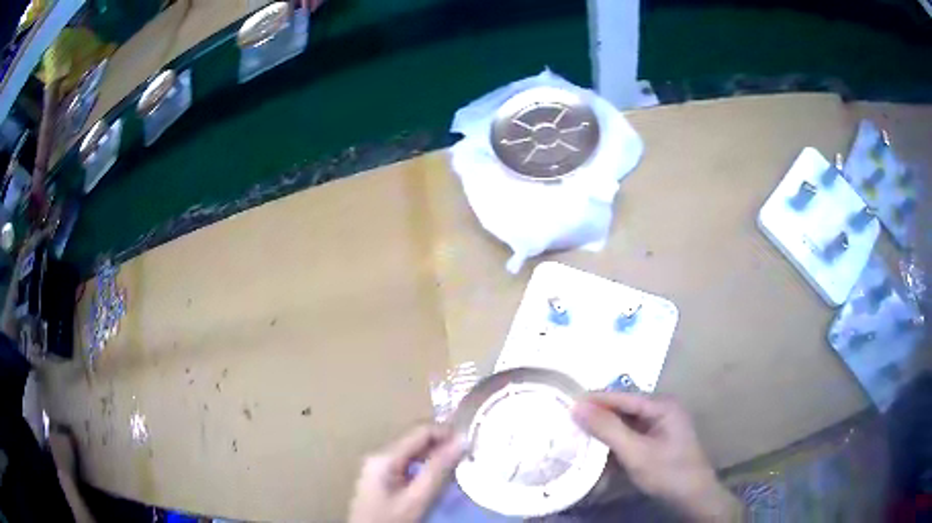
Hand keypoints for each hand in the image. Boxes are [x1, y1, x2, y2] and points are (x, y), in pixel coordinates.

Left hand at [349, 424, 464, 522]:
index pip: (420, 430)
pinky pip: (407, 463)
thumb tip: (461, 440)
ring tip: (457, 466)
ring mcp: (378, 466)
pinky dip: (425, 466)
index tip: (470, 443)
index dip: (446, 433)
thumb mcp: (417, 498)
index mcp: (384, 456)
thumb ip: (438, 469)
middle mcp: (379, 454)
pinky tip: (438, 477)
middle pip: (415, 439)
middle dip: (442, 444)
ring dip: (435, 455)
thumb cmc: (390, 520)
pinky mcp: (381, 477)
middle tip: (467, 456)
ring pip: (413, 451)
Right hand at [572, 393, 740, 521]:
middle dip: (597, 414)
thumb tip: (577, 406)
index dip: (594, 399)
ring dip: (604, 429)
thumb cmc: (668, 472)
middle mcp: (661, 409)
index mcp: (661, 405)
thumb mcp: (636, 452)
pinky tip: (598, 449)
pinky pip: (631, 435)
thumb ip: (608, 429)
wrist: (693, 497)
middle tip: (567, 420)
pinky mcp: (656, 440)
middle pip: (623, 408)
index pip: (621, 396)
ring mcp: (660, 425)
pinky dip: (614, 441)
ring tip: (576, 433)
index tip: (564, 403)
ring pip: (625, 422)